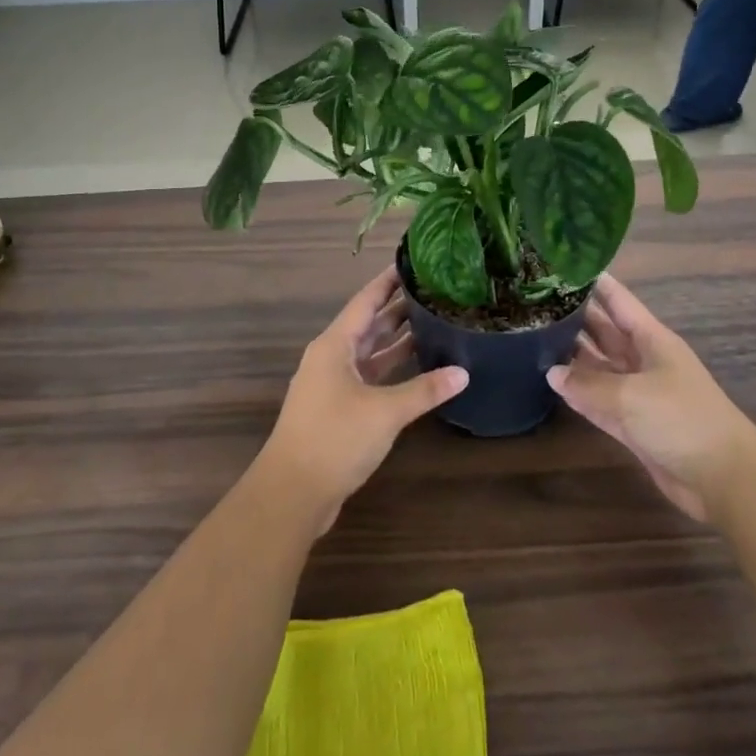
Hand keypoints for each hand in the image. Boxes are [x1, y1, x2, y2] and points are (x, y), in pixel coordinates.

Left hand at [255, 268, 467, 535]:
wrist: (293, 492)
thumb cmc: (335, 438)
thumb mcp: (385, 411)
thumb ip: (425, 390)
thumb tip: (463, 372)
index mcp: (335, 345)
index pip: (365, 301)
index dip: (388, 281)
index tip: (412, 263)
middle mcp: (331, 358)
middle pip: (368, 325)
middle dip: (398, 309)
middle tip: (433, 292)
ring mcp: (333, 385)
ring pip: (369, 353)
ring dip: (396, 340)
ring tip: (432, 322)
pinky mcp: (338, 410)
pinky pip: (369, 377)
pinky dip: (391, 370)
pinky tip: (417, 368)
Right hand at [547, 275, 755, 523]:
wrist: (722, 477)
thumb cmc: (681, 420)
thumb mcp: (630, 396)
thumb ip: (587, 384)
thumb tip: (553, 372)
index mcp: (652, 339)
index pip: (618, 301)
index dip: (594, 283)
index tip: (561, 267)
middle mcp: (644, 359)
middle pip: (605, 331)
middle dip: (575, 317)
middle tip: (535, 302)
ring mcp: (638, 392)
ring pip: (599, 365)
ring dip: (572, 355)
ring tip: (534, 336)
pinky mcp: (633, 422)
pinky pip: (599, 399)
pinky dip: (580, 392)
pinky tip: (552, 382)